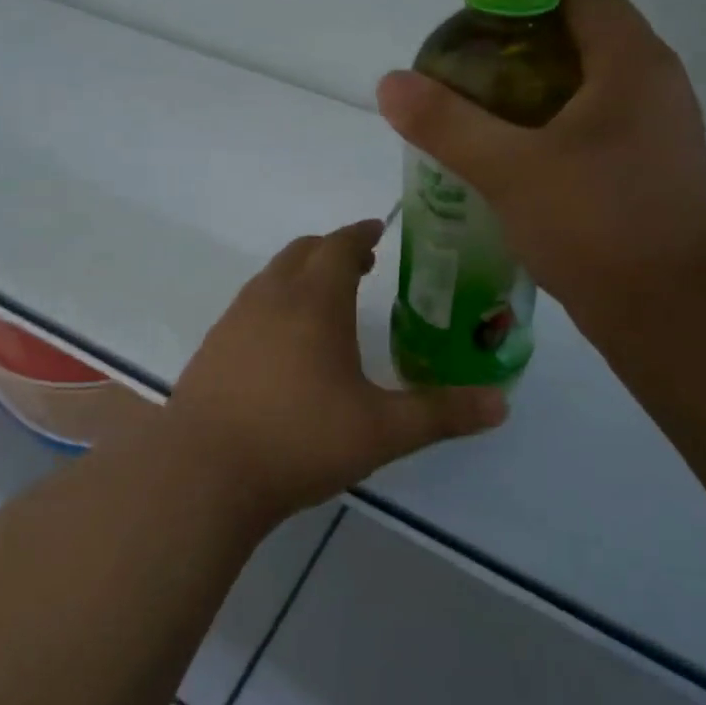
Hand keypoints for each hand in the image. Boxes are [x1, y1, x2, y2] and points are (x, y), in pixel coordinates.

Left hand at [163, 220, 506, 516]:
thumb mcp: (382, 431)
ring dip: (300, 276)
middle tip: (360, 265)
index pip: (338, 245)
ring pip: (271, 277)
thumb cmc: (299, 439)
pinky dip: (274, 304)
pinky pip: (249, 307)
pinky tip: (283, 346)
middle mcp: (270, 297)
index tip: (378, 230)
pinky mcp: (211, 348)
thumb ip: (442, 414)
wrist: (204, 473)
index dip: (361, 233)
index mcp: (314, 301)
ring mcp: (234, 321)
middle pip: (301, 252)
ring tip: (325, 303)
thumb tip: (502, 404)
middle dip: (332, 250)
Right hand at [376, 0, 705, 331]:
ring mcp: (656, 130)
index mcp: (630, 61)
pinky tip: (511, 163)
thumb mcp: (510, 170)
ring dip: (529, 94)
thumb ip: (447, 123)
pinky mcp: (649, 170)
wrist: (676, 314)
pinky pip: (593, 128)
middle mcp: (652, 83)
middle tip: (460, 80)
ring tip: (476, 121)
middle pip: (576, 35)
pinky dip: (550, 130)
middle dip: (513, 50)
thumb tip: (391, 82)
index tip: (469, 30)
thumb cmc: (597, 226)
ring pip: (583, 87)